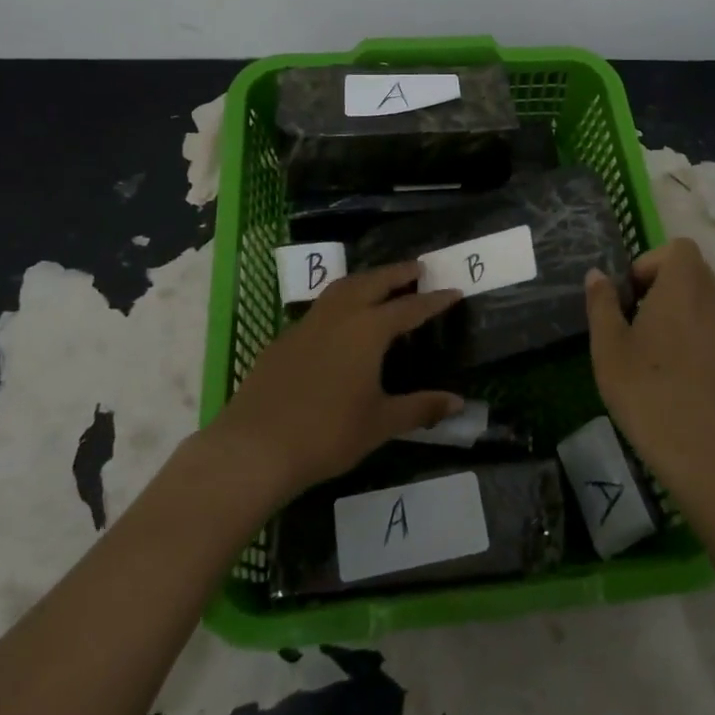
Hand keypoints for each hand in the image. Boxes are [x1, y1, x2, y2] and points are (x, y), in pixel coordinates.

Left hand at [209, 262, 464, 501]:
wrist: (256, 447)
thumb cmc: (327, 434)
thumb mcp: (380, 424)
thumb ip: (420, 408)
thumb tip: (458, 402)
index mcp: (368, 330)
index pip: (409, 308)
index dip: (433, 300)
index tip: (453, 290)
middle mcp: (339, 316)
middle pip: (373, 282)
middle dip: (397, 273)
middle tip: (418, 268)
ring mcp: (307, 324)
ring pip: (342, 287)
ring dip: (366, 279)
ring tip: (381, 281)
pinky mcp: (284, 338)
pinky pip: (320, 308)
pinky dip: (340, 301)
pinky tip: (341, 320)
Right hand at [585, 237, 714, 488]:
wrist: (702, 455)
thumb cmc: (646, 393)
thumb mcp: (608, 347)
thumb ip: (602, 304)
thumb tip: (598, 275)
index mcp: (682, 291)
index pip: (680, 248)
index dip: (652, 261)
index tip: (632, 294)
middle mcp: (713, 305)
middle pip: (696, 272)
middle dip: (665, 284)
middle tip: (637, 318)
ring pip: (708, 304)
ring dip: (682, 312)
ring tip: (655, 350)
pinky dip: (697, 341)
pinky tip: (677, 378)